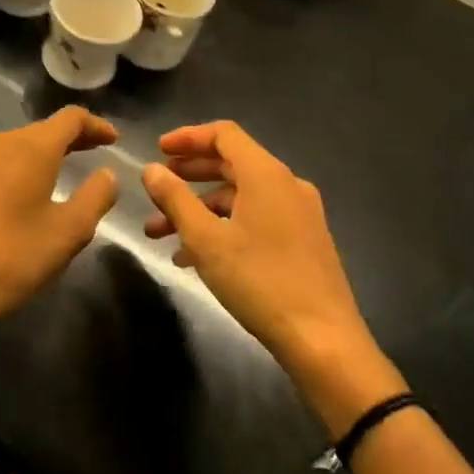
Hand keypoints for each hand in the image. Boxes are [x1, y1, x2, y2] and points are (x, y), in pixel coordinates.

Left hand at [0, 107, 119, 319]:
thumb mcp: (69, 230)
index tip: (114, 140)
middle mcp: (3, 143)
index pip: (71, 118)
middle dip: (74, 137)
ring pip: (22, 144)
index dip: (96, 125)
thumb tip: (107, 173)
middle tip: (98, 152)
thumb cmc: (16, 254)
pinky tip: (34, 187)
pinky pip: (4, 160)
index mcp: (32, 147)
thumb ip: (96, 195)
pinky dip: (26, 164)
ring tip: (69, 169)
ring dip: (48, 151)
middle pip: (45, 128)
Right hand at [142, 122, 393, 408]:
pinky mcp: (302, 241)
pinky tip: (193, 258)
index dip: (188, 137)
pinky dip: (222, 227)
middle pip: (231, 163)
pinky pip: (255, 219)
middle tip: (157, 187)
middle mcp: (286, 184)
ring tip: (160, 233)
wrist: (322, 339)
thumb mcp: (206, 240)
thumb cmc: (260, 281)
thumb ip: (175, 199)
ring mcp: (298, 214)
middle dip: (189, 175)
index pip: (224, 134)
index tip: (158, 151)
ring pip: (240, 197)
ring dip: (199, 209)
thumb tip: (152, 170)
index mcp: (266, 174)